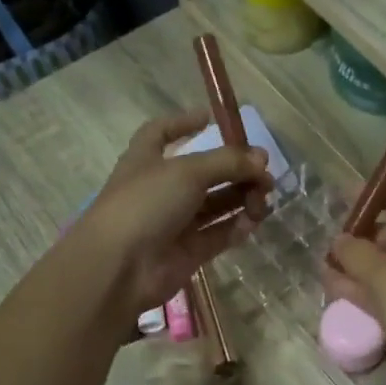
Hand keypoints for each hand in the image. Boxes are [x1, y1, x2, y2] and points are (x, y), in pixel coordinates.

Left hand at [68, 111, 271, 321]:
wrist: (120, 266)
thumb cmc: (145, 204)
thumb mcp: (187, 171)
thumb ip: (227, 162)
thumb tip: (261, 160)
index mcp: (146, 160)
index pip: (161, 133)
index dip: (183, 123)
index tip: (210, 118)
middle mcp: (160, 189)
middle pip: (203, 172)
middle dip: (234, 169)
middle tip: (264, 173)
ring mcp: (174, 223)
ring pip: (215, 205)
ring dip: (241, 198)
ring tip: (264, 197)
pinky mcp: (188, 252)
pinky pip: (218, 235)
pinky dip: (236, 227)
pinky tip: (253, 221)